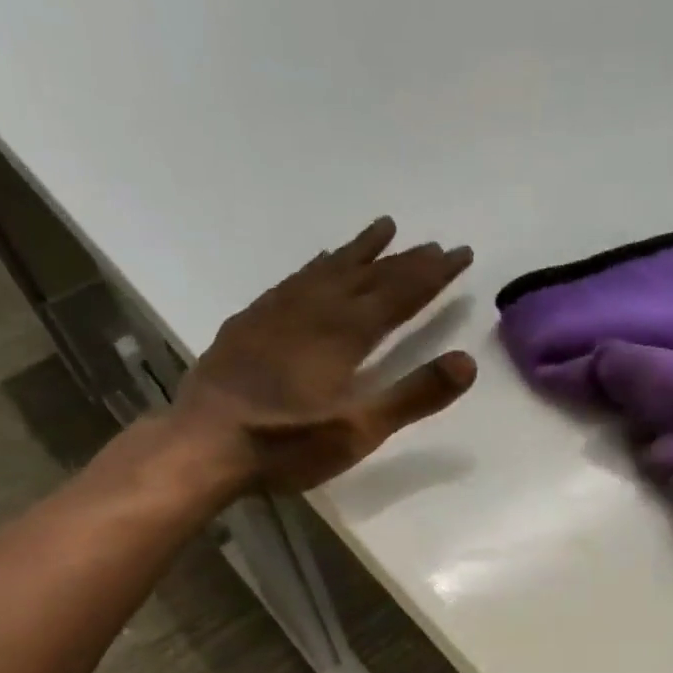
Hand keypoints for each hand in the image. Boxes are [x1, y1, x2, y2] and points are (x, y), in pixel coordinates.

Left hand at [171, 217, 477, 493]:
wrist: (205, 444)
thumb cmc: (287, 443)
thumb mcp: (359, 430)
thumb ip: (413, 395)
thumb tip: (467, 361)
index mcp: (345, 333)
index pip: (400, 294)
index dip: (433, 274)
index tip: (460, 253)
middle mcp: (314, 310)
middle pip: (368, 275)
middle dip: (405, 260)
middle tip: (434, 244)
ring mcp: (277, 312)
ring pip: (328, 268)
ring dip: (360, 250)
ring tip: (383, 229)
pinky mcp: (250, 322)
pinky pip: (293, 279)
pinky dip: (316, 265)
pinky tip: (318, 263)